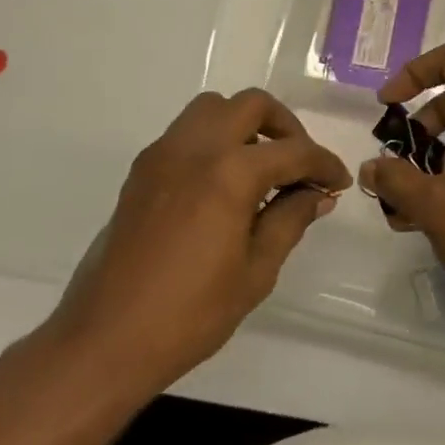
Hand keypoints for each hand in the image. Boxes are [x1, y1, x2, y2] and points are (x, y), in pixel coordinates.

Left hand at [38, 88, 350, 399]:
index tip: (338, 182)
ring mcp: (163, 154)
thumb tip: (317, 195)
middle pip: (251, 105)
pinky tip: (223, 183)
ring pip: (213, 108)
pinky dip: (214, 139)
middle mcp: (195, 148)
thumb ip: (290, 220)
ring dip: (245, 124)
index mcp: (229, 173)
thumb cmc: (190, 313)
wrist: (106, 339)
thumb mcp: (255, 271)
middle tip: (300, 164)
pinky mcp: (142, 170)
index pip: (292, 152)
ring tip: (261, 167)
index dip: (323, 164)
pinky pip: (186, 132)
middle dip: (285, 127)